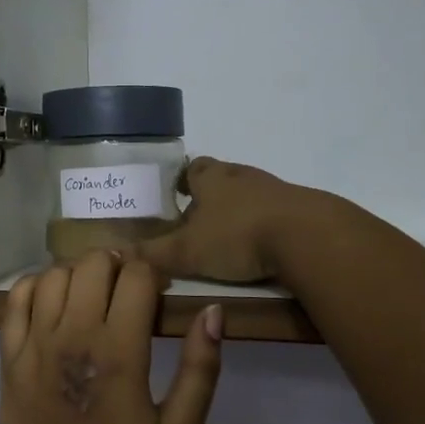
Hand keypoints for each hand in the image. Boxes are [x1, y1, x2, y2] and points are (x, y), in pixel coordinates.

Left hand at [0, 252, 222, 423]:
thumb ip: (200, 370)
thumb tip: (213, 311)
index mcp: (119, 354)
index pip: (137, 277)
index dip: (155, 275)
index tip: (161, 293)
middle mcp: (72, 337)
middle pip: (94, 264)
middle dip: (119, 266)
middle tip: (130, 291)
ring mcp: (33, 346)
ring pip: (55, 274)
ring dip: (80, 273)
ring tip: (94, 296)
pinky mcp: (9, 359)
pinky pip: (17, 299)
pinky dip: (37, 286)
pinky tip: (54, 302)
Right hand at [134, 157, 316, 283]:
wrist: (308, 237)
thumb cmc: (238, 235)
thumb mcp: (188, 251)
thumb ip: (153, 254)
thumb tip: (116, 255)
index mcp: (212, 178)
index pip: (192, 168)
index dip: (182, 179)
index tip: (174, 193)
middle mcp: (241, 176)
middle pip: (221, 177)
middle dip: (209, 194)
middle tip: (196, 217)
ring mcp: (274, 189)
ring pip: (248, 193)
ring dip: (237, 208)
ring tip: (226, 234)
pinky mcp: (299, 208)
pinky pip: (274, 211)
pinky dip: (263, 223)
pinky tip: (260, 245)